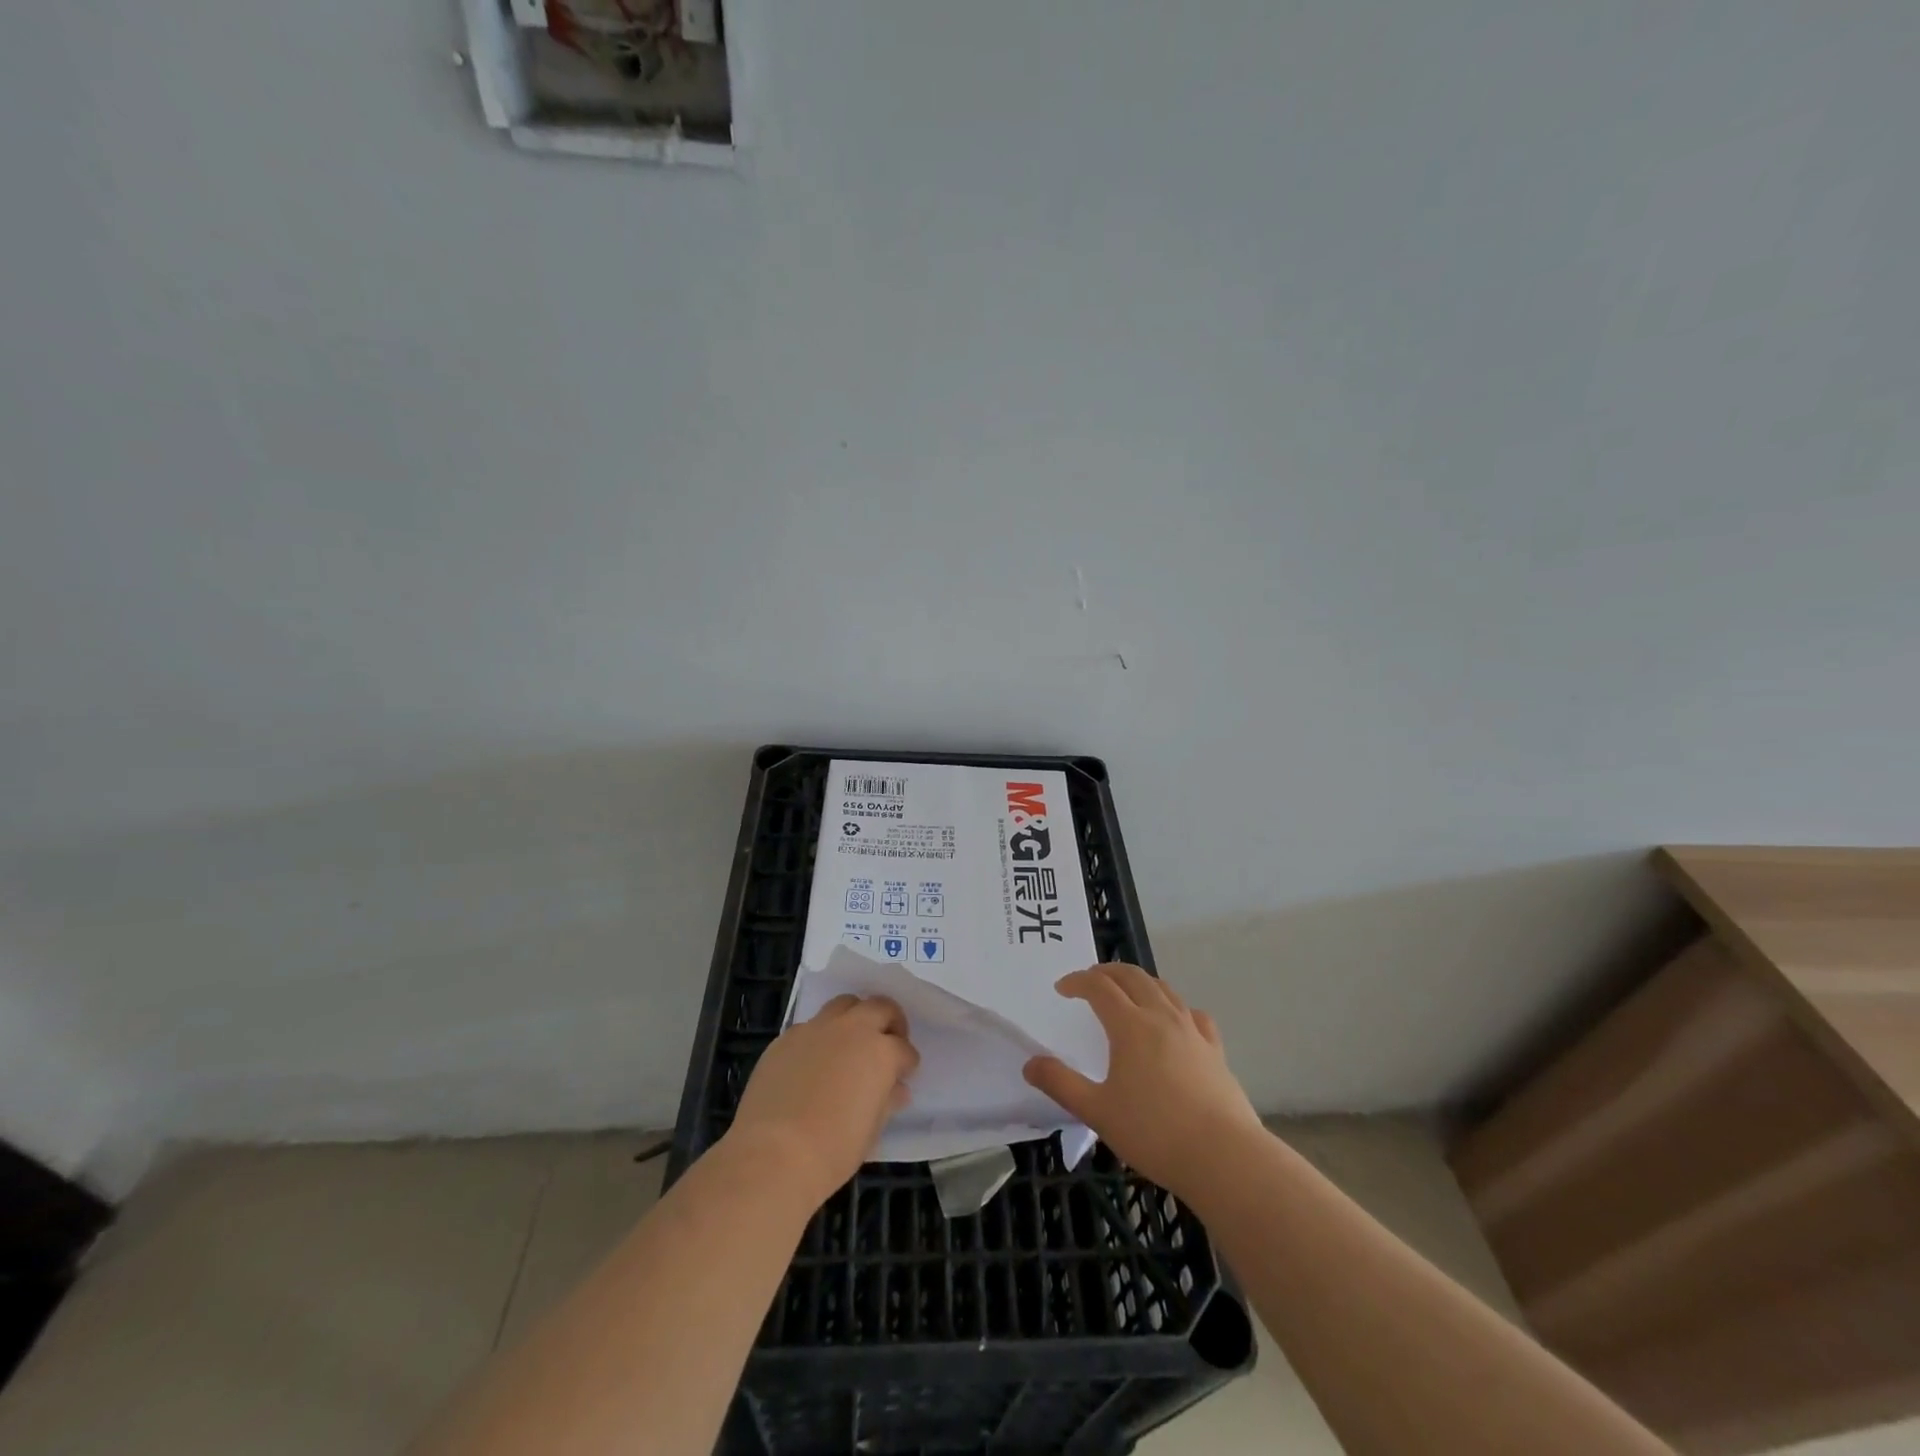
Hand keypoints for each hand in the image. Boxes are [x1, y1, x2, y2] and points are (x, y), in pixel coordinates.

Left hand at [728, 995, 919, 1205]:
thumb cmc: (833, 1150)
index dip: (907, 1062)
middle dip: (889, 1021)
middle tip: (888, 1042)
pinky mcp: (785, 1038)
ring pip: (843, 1004)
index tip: (904, 1075)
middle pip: (879, 1007)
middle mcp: (851, 1030)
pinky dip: (820, 1036)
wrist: (773, 1155)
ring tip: (851, 1042)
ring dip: (854, 1017)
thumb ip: (886, 1100)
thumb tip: (895, 1089)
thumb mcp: (872, 1130)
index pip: (904, 1049)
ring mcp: (815, 1029)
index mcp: (880, 1052)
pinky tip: (814, 1062)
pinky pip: (810, 1026)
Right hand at [1023, 963, 1259, 1195]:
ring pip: (1164, 989)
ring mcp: (1192, 1031)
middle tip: (1089, 980)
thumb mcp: (1098, 1112)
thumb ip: (1061, 1084)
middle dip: (1107, 971)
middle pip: (1132, 976)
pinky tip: (1175, 1020)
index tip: (1062, 989)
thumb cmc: (1154, 1133)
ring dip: (1139, 982)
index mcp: (1130, 1026)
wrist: (1224, 1157)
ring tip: (1126, 992)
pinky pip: (1193, 1014)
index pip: (1099, 986)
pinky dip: (1175, 1006)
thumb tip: (1030, 1064)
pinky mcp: (1214, 1050)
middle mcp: (1161, 1017)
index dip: (1077, 981)